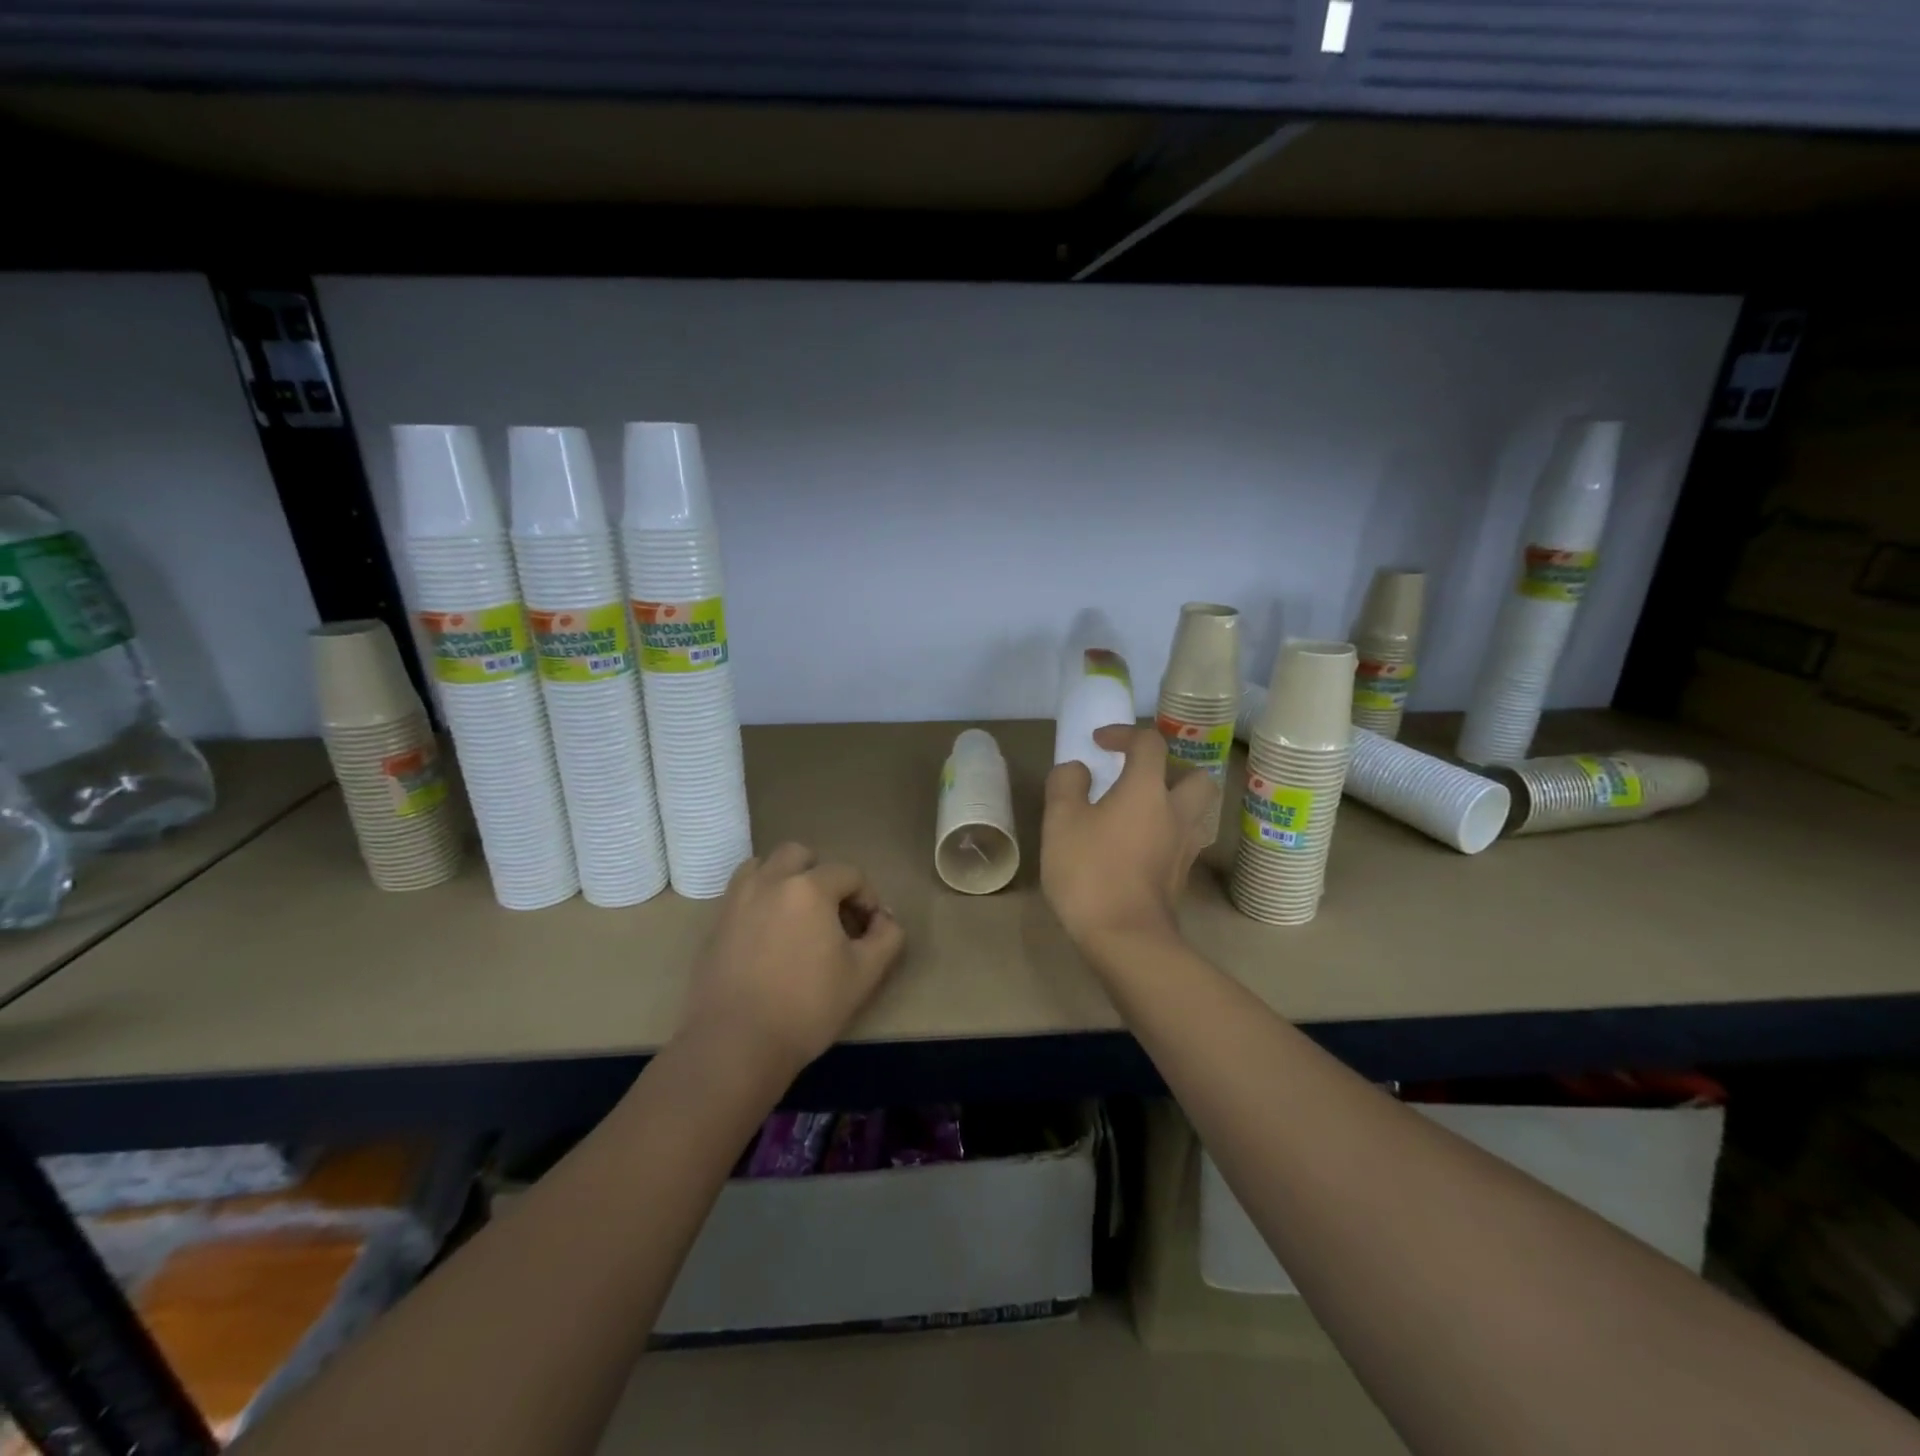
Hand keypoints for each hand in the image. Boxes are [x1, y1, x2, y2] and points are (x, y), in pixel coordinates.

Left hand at [679, 843, 906, 1076]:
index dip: (866, 897)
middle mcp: (770, 881)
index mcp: (809, 888)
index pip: (849, 873)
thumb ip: (887, 937)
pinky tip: (768, 934)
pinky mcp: (716, 923)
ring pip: (764, 865)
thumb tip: (885, 918)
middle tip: (831, 913)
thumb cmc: (807, 1007)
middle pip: (800, 855)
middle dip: (822, 875)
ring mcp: (737, 900)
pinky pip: (742, 892)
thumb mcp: (865, 974)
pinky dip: (759, 898)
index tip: (867, 929)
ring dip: (785, 879)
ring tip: (796, 915)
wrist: (736, 1044)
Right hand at [1042, 724, 1216, 952]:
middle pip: (1194, 776)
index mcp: (1147, 789)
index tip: (1099, 742)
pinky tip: (1140, 845)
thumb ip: (1067, 784)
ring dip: (1174, 801)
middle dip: (1169, 768)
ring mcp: (1184, 846)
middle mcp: (1176, 812)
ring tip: (1141, 811)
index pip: (1149, 743)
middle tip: (1138, 778)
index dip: (1124, 734)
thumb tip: (1079, 770)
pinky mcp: (1181, 876)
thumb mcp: (1060, 820)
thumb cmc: (1090, 871)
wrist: (1125, 938)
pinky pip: (1183, 840)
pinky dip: (1167, 832)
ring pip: (1195, 811)